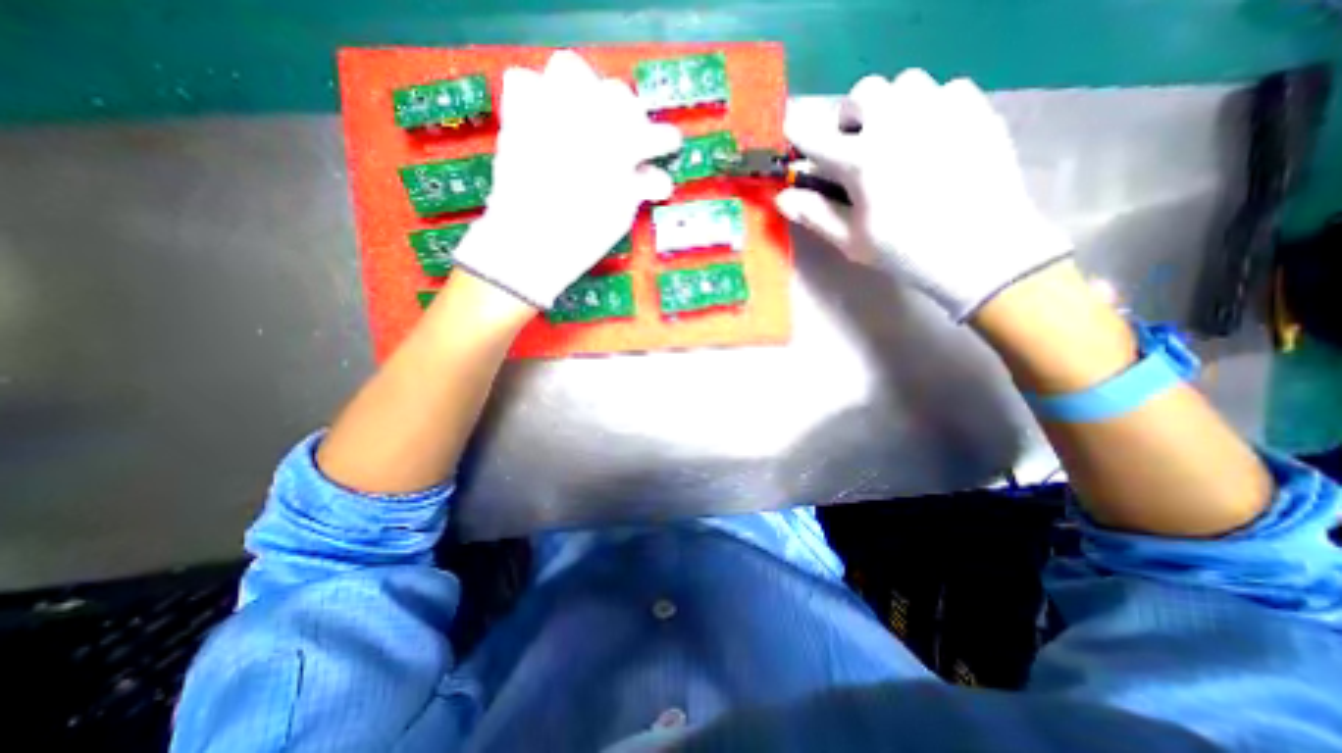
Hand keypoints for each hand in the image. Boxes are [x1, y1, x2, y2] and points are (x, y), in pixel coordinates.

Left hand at [454, 50, 682, 308]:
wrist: (528, 245)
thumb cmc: (582, 238)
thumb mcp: (620, 215)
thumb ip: (638, 187)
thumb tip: (654, 177)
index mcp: (618, 148)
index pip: (652, 133)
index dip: (664, 140)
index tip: (668, 145)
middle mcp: (585, 119)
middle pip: (618, 94)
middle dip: (629, 114)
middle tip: (629, 137)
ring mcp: (547, 113)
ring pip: (570, 69)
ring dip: (585, 89)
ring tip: (587, 116)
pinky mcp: (518, 118)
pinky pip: (524, 82)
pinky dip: (537, 94)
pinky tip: (547, 117)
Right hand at [777, 65, 1071, 320]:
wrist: (982, 250)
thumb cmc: (906, 251)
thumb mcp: (851, 240)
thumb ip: (814, 214)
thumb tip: (781, 197)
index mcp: (861, 159)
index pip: (813, 135)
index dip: (798, 135)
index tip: (795, 141)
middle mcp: (897, 123)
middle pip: (863, 92)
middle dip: (851, 116)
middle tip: (856, 145)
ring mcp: (940, 110)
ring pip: (905, 84)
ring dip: (890, 107)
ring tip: (896, 139)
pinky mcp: (975, 109)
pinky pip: (944, 90)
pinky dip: (930, 108)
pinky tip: (932, 139)